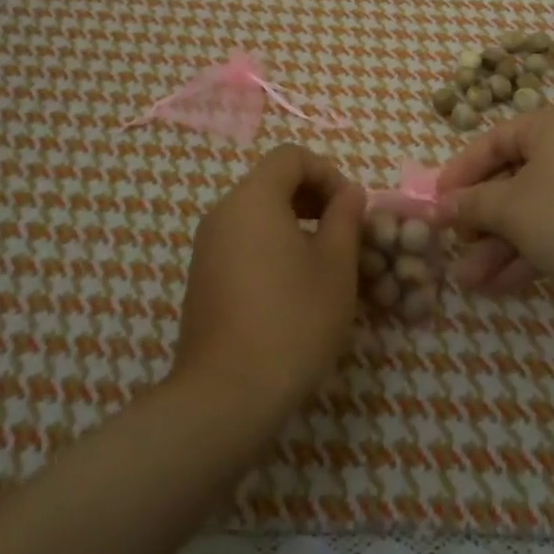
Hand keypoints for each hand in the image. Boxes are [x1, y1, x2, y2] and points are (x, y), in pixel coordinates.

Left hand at [171, 144, 364, 422]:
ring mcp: (207, 247)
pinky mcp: (202, 279)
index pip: (291, 157)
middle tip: (343, 235)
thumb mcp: (336, 266)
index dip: (327, 173)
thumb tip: (348, 193)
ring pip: (257, 215)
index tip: (350, 210)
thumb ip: (345, 218)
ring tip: (324, 265)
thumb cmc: (293, 320)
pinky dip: (272, 249)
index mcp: (253, 198)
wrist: (226, 395)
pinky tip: (293, 290)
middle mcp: (223, 213)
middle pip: (272, 183)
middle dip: (314, 199)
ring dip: (295, 225)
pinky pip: (243, 244)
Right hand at [438, 102, 553, 299]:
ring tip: (467, 281)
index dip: (459, 173)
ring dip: (499, 246)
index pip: (492, 141)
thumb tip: (441, 205)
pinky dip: (529, 252)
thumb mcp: (511, 209)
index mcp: (553, 124)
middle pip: (512, 179)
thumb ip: (472, 204)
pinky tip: (499, 286)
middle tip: (452, 247)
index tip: (434, 201)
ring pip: (533, 210)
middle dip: (480, 222)